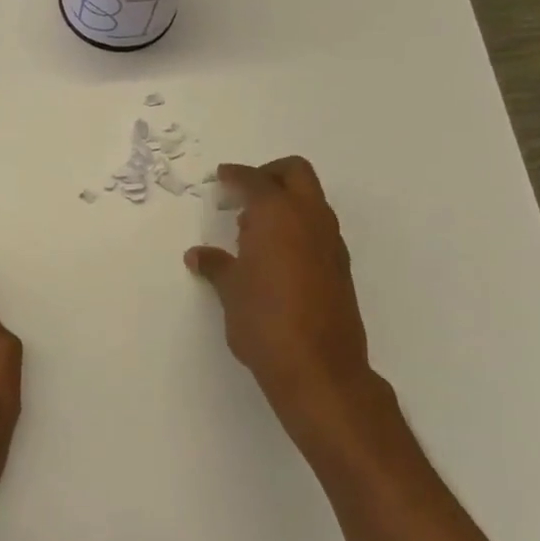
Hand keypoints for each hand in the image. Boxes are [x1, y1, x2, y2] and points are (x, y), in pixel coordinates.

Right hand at [185, 157, 396, 459]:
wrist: (318, 367)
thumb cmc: (264, 320)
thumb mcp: (230, 291)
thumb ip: (216, 265)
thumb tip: (199, 255)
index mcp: (278, 214)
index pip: (255, 180)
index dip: (235, 175)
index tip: (221, 177)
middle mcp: (310, 218)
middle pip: (295, 173)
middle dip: (269, 174)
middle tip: (243, 192)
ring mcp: (330, 242)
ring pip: (311, 200)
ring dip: (285, 201)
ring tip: (252, 230)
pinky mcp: (340, 266)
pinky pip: (317, 228)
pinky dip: (296, 226)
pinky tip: (274, 255)